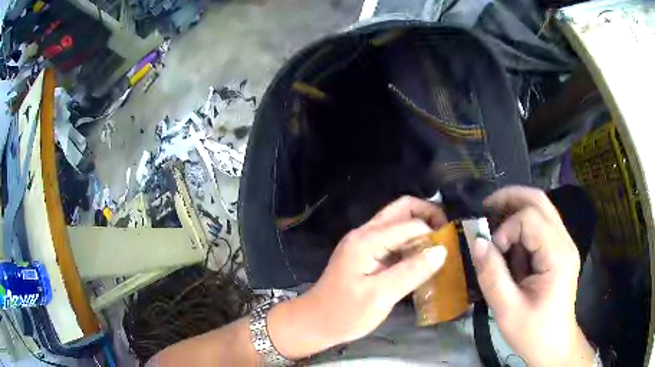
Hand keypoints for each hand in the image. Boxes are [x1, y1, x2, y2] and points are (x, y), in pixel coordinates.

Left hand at [268, 196, 447, 358]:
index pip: (410, 223)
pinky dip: (410, 242)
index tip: (450, 249)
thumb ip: (412, 271)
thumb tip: (442, 250)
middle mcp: (365, 233)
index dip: (433, 232)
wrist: (315, 322)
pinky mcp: (365, 253)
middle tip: (447, 235)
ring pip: (398, 221)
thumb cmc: (345, 313)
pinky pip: (393, 238)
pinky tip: (422, 258)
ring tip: (439, 247)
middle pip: (402, 209)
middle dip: (428, 216)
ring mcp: (364, 242)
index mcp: (367, 240)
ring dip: (420, 228)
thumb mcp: (381, 296)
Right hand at [470, 186, 594, 365]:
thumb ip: (492, 275)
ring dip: (515, 209)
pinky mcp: (559, 251)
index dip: (506, 229)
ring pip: (541, 208)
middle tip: (485, 208)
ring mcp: (564, 244)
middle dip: (510, 199)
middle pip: (539, 200)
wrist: (554, 345)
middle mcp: (565, 242)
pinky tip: (509, 242)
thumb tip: (476, 242)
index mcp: (557, 255)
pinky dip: (521, 226)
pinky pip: (540, 225)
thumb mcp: (507, 310)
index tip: (492, 253)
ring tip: (493, 221)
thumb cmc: (533, 333)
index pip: (531, 218)